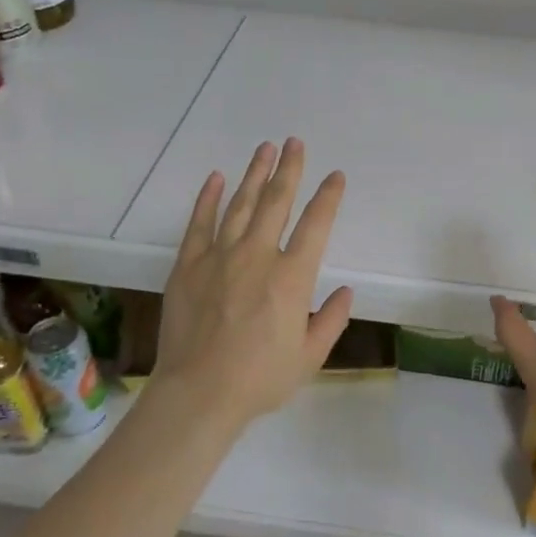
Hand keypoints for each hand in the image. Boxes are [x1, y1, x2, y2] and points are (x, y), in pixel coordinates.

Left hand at [152, 138, 354, 427]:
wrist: (199, 393)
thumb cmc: (260, 379)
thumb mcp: (310, 357)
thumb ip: (331, 320)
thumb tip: (346, 291)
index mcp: (292, 277)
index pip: (316, 225)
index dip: (328, 197)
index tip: (335, 176)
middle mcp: (257, 256)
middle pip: (276, 202)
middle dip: (289, 169)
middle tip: (294, 143)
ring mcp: (219, 257)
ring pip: (240, 205)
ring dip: (254, 175)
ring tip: (264, 149)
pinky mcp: (188, 266)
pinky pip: (200, 224)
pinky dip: (207, 199)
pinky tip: (216, 178)